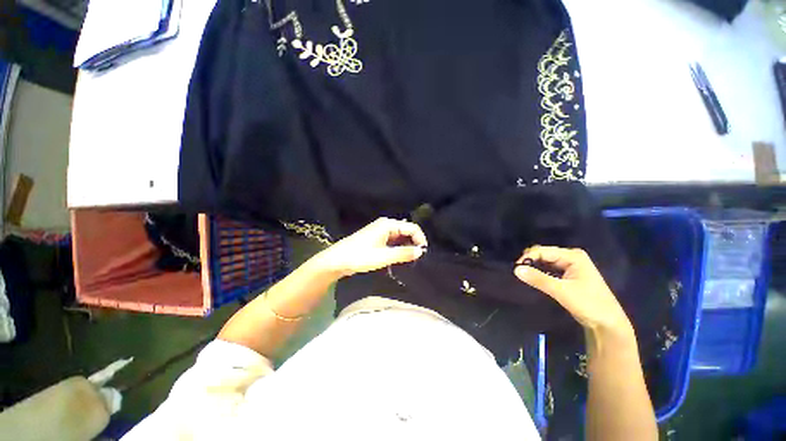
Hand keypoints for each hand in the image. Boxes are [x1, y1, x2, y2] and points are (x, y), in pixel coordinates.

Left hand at [313, 218, 427, 277]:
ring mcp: (380, 231)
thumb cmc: (360, 256)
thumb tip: (420, 251)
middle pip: (406, 231)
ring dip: (406, 247)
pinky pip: (393, 241)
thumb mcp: (383, 256)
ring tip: (409, 260)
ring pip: (400, 237)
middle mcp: (385, 225)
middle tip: (416, 258)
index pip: (412, 228)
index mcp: (388, 224)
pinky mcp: (377, 238)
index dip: (420, 239)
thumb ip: (403, 253)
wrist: (337, 260)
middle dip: (413, 243)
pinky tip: (398, 258)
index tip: (423, 253)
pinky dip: (398, 248)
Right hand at [514, 246, 632, 337]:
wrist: (607, 324)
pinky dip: (540, 273)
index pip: (543, 251)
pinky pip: (549, 269)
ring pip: (545, 262)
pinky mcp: (568, 275)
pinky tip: (533, 278)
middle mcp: (571, 257)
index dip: (528, 257)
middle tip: (519, 272)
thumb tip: (515, 269)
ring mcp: (570, 266)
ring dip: (534, 267)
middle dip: (530, 261)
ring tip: (523, 275)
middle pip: (544, 254)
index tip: (516, 269)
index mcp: (573, 256)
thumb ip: (538, 279)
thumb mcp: (561, 291)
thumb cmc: (588, 304)